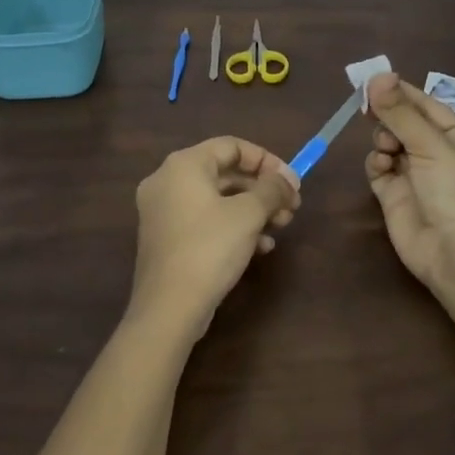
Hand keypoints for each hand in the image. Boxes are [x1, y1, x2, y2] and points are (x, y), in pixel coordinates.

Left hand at [130, 136, 300, 340]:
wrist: (169, 308)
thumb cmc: (209, 248)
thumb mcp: (248, 214)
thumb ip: (272, 189)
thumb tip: (287, 180)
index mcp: (184, 164)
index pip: (231, 146)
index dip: (266, 160)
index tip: (292, 181)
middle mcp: (168, 180)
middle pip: (224, 172)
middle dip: (262, 189)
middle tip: (291, 207)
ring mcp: (163, 210)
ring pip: (217, 199)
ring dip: (252, 209)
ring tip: (280, 228)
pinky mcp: (166, 238)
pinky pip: (205, 220)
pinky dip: (232, 226)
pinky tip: (260, 247)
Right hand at [363, 72, 454, 293]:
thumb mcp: (431, 145)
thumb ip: (400, 112)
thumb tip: (377, 75)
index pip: (425, 104)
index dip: (400, 91)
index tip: (372, 80)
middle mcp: (436, 153)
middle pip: (403, 122)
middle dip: (387, 115)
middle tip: (367, 109)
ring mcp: (414, 174)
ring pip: (388, 142)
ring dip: (382, 139)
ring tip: (387, 149)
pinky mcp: (394, 195)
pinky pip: (378, 167)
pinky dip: (376, 162)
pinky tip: (381, 166)